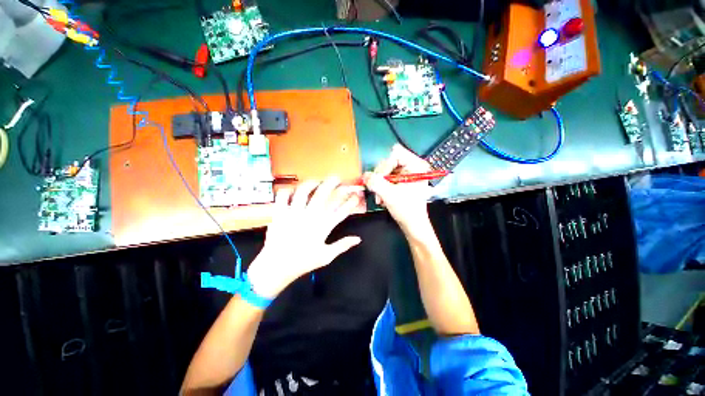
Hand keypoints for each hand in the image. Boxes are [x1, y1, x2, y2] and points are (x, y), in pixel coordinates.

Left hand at [247, 177, 363, 298]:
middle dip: (332, 184)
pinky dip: (287, 190)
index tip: (356, 195)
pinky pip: (282, 196)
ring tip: (316, 181)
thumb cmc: (302, 262)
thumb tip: (358, 239)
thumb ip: (342, 245)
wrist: (276, 267)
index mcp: (322, 227)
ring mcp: (294, 213)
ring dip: (311, 183)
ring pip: (303, 191)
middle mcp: (310, 216)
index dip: (351, 202)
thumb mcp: (326, 256)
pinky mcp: (280, 213)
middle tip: (336, 178)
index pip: (341, 211)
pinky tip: (292, 190)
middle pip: (323, 195)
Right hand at [364, 144, 433, 236]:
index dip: (385, 166)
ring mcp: (406, 174)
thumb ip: (376, 183)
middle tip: (378, 191)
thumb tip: (364, 175)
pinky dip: (382, 187)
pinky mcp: (401, 181)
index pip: (395, 153)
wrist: (413, 225)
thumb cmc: (407, 210)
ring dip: (379, 184)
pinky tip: (382, 197)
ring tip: (380, 197)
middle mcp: (412, 166)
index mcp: (416, 166)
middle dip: (381, 177)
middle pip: (389, 161)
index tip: (381, 179)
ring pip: (385, 171)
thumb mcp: (390, 195)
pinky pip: (387, 178)